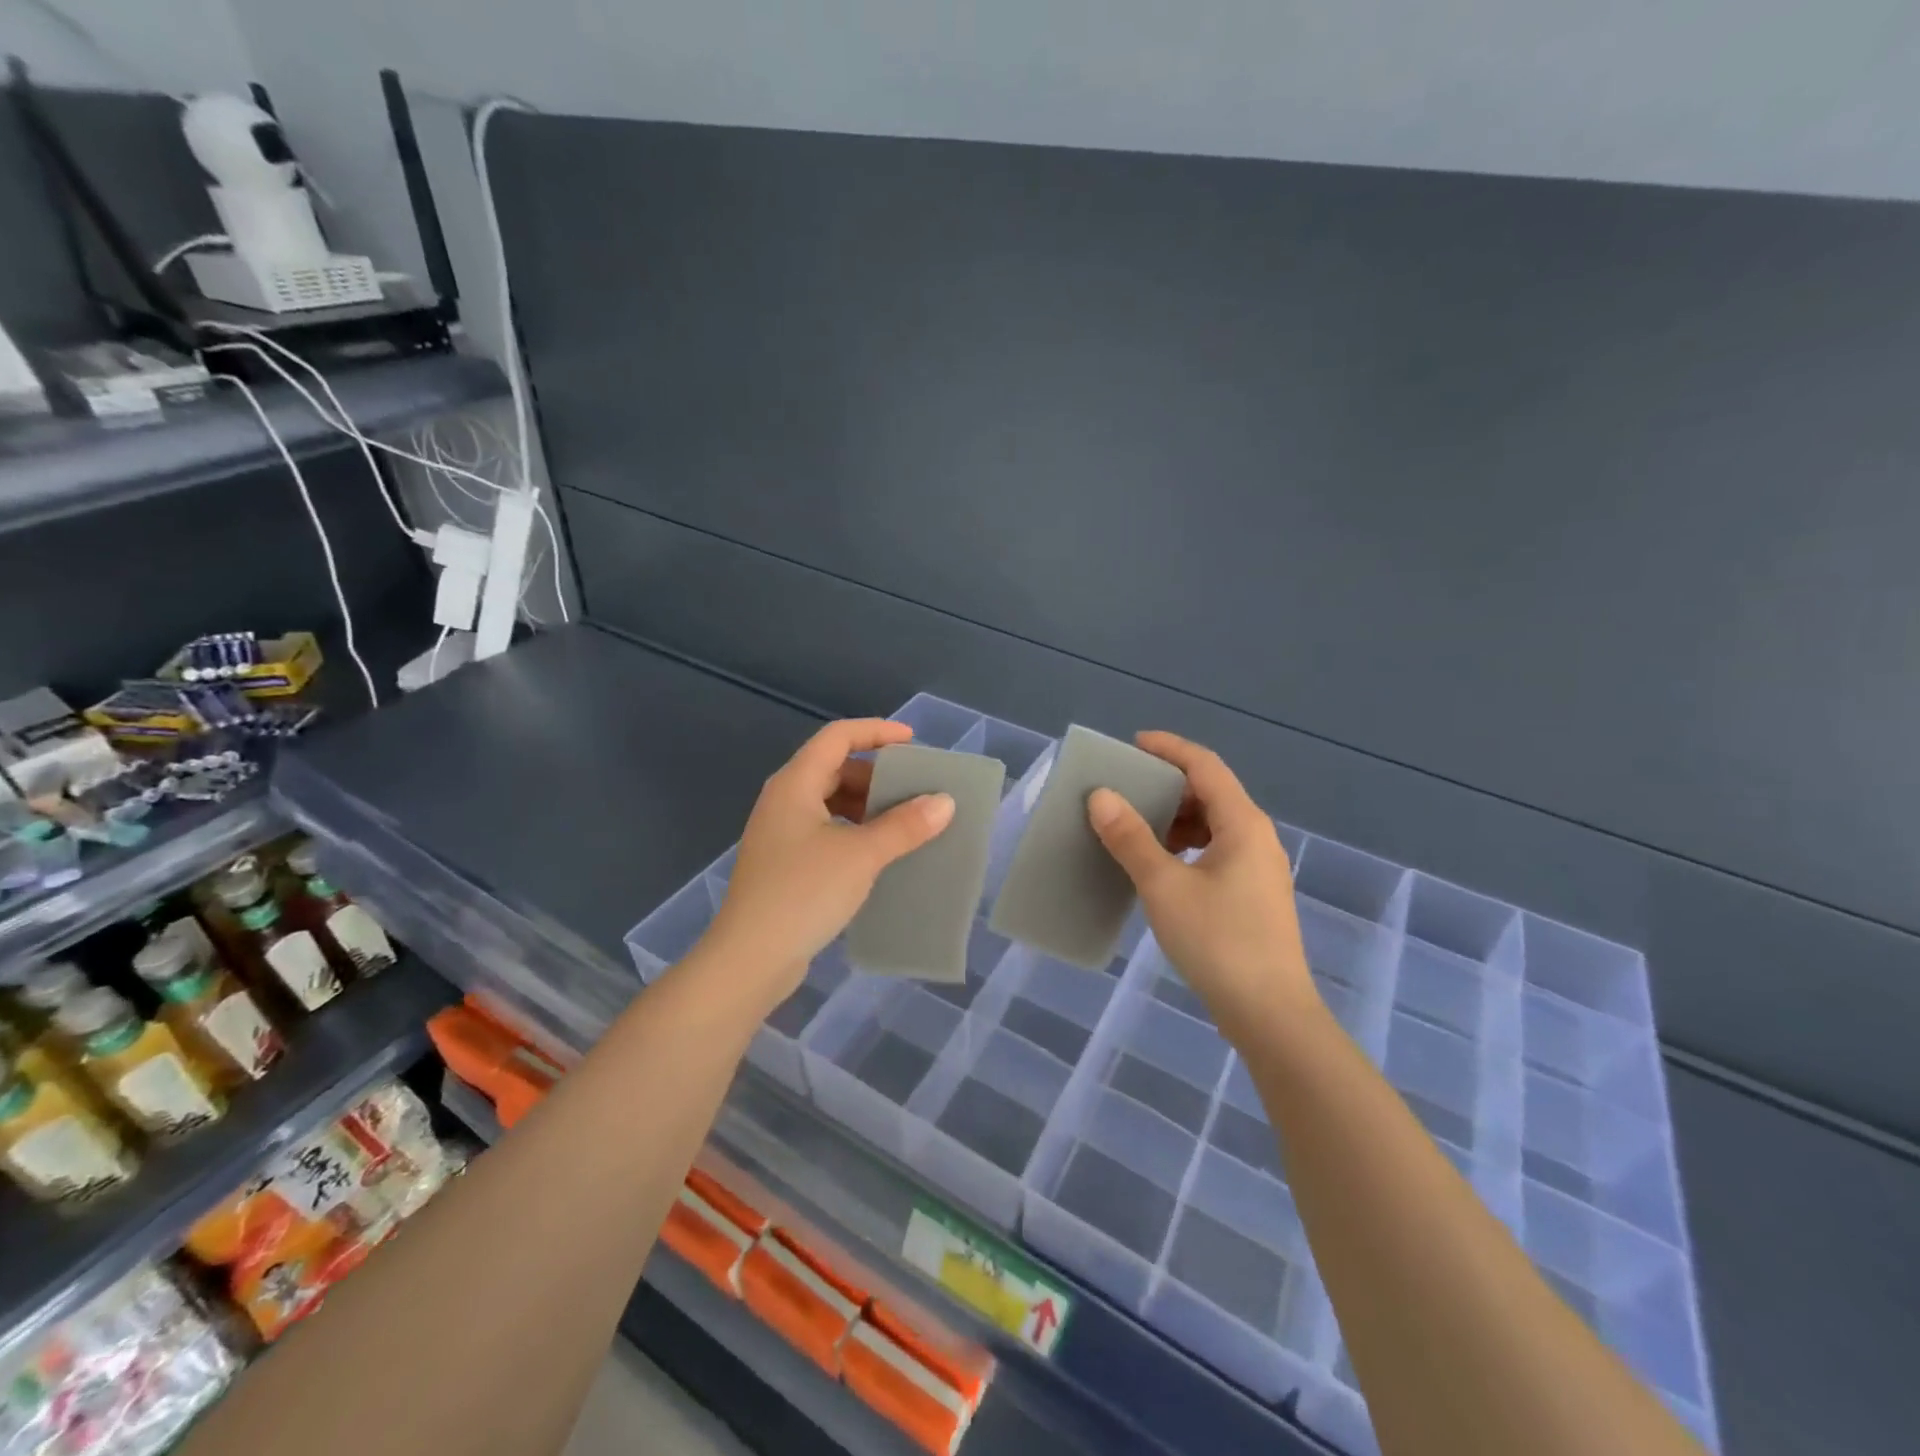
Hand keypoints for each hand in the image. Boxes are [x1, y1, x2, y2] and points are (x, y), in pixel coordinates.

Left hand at [700, 719, 954, 1007]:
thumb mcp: (861, 855)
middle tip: (913, 789)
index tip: (912, 742)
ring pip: (829, 802)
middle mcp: (783, 801)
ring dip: (866, 806)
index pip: (837, 737)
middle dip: (875, 774)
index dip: (876, 731)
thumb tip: (944, 802)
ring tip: (903, 822)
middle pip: (833, 768)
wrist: (750, 958)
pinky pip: (825, 831)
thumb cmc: (804, 893)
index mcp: (795, 784)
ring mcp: (780, 834)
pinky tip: (877, 854)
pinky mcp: (783, 864)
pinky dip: (853, 831)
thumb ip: (904, 825)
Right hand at [1087, 732, 1317, 1041]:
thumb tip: (1101, 796)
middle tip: (1126, 790)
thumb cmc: (1218, 941)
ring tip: (1137, 829)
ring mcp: (1259, 868)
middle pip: (1211, 792)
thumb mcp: (1164, 886)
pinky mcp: (1254, 895)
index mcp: (1243, 824)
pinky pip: (1217, 851)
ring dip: (1176, 819)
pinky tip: (1161, 867)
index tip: (1132, 744)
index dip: (1169, 748)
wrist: (1270, 1014)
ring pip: (1214, 824)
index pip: (1205, 765)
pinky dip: (1186, 846)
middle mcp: (1257, 837)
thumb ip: (1131, 838)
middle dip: (1168, 785)